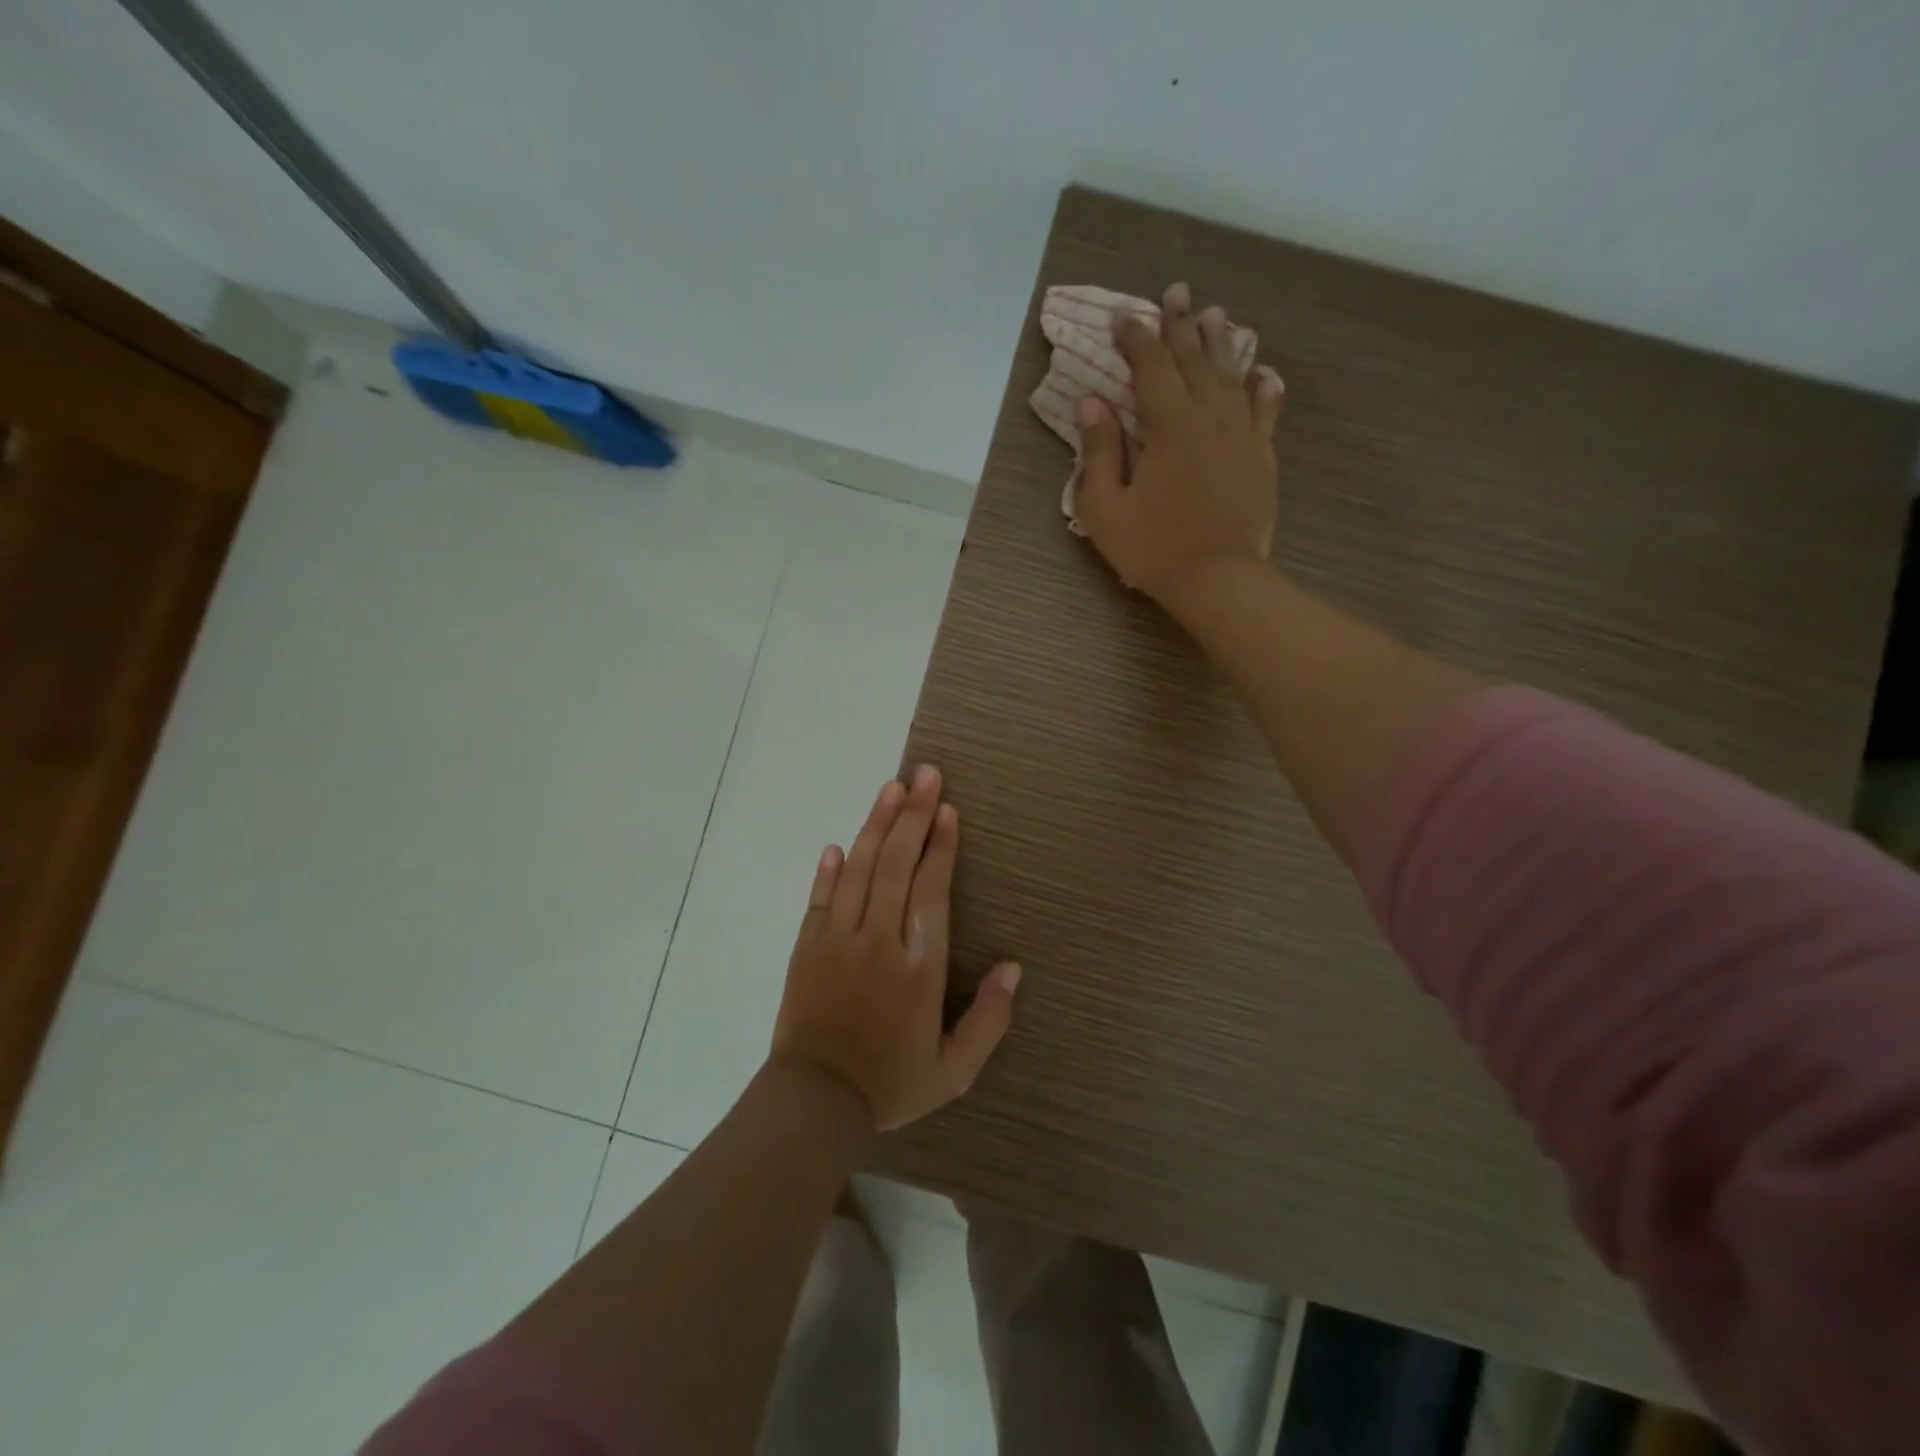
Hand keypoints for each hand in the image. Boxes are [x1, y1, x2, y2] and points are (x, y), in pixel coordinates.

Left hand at [770, 765, 1021, 1132]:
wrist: (814, 1102)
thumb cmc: (890, 1083)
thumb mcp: (954, 1070)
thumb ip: (989, 1020)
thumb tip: (1014, 968)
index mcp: (919, 967)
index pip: (931, 890)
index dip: (941, 846)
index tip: (947, 810)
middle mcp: (879, 941)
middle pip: (896, 865)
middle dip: (912, 815)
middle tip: (924, 774)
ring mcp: (838, 940)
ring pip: (859, 870)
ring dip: (876, 825)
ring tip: (890, 788)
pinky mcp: (807, 947)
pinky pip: (820, 898)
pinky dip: (830, 869)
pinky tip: (838, 844)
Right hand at [1074, 281, 1283, 604]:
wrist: (1218, 580)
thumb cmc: (1153, 548)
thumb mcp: (1105, 507)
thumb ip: (1099, 451)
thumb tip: (1091, 402)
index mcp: (1169, 425)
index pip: (1150, 367)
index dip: (1136, 338)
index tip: (1124, 315)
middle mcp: (1209, 417)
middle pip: (1194, 360)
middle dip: (1180, 325)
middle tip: (1176, 293)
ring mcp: (1242, 435)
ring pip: (1231, 376)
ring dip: (1220, 344)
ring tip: (1214, 315)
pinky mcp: (1262, 458)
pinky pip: (1265, 412)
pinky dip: (1263, 389)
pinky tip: (1263, 374)